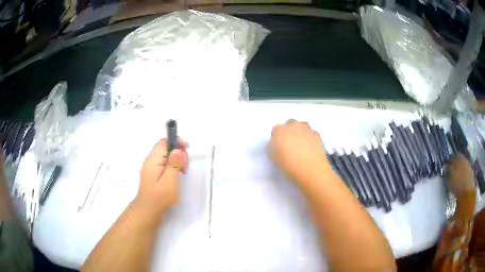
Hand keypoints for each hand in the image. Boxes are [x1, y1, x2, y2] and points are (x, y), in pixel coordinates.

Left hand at [134, 138, 188, 220]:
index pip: (164, 141)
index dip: (176, 142)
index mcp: (153, 159)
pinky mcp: (153, 173)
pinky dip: (172, 165)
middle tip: (185, 166)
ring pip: (165, 155)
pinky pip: (163, 163)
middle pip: (165, 147)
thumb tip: (178, 149)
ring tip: (183, 171)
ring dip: (176, 159)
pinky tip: (177, 175)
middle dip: (178, 152)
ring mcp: (151, 167)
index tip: (187, 149)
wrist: (148, 211)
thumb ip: (174, 163)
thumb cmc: (160, 197)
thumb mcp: (170, 180)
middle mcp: (150, 160)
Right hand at [270, 120, 329, 184]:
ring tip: (301, 146)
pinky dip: (309, 138)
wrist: (310, 168)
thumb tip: (278, 144)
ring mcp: (306, 129)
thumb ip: (274, 147)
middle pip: (289, 124)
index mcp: (279, 130)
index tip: (279, 146)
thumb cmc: (288, 164)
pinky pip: (311, 133)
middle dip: (289, 131)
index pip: (276, 130)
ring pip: (302, 127)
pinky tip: (310, 149)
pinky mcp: (317, 134)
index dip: (277, 138)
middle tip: (290, 145)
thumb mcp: (274, 157)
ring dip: (300, 133)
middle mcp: (293, 125)